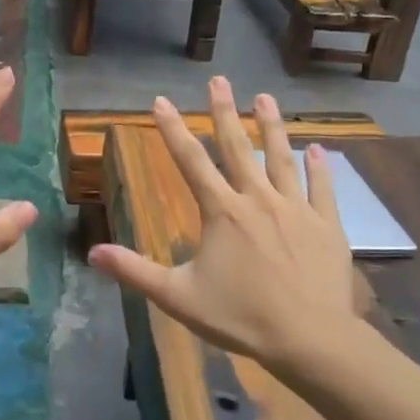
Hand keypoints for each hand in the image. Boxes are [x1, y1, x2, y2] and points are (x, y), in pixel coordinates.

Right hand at [88, 79, 363, 377]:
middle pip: (238, 147)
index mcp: (222, 212)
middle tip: (218, 80)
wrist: (310, 339)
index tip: (161, 100)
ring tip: (264, 97)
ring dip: (271, 126)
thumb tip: (92, 254)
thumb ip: (135, 272)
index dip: (173, 129)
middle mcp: (258, 199)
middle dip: (224, 111)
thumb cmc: (241, 317)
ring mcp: (296, 209)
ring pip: (281, 158)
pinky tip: (317, 147)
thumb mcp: (178, 297)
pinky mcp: (327, 225)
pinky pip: (322, 189)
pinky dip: (319, 167)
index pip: (191, 161)